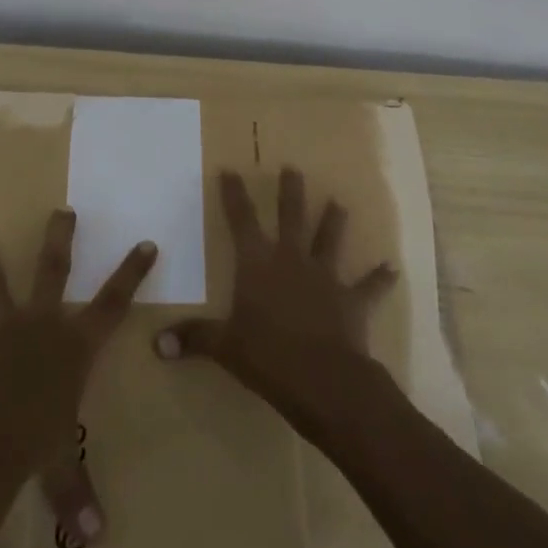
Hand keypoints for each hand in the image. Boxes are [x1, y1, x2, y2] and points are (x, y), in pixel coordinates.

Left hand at [0, 209, 154, 547]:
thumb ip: (77, 492)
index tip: (145, 243)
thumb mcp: (62, 466)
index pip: (112, 304)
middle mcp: (39, 326)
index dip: (131, 274)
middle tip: (62, 211)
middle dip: (60, 240)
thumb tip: (97, 538)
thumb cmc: (39, 441)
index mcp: (73, 345)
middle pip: (53, 272)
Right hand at [155, 167, 394, 425]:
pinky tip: (392, 268)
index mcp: (258, 263)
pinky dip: (380, 277)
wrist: (323, 379)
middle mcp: (291, 259)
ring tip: (339, 202)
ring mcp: (325, 276)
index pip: (241, 220)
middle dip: (290, 191)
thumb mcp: (224, 347)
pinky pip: (369, 286)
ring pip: (329, 239)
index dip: (234, 194)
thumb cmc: (267, 356)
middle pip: (291, 216)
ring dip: (334, 221)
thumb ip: (193, 339)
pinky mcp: (352, 300)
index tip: (230, 169)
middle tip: (293, 168)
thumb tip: (156, 345)